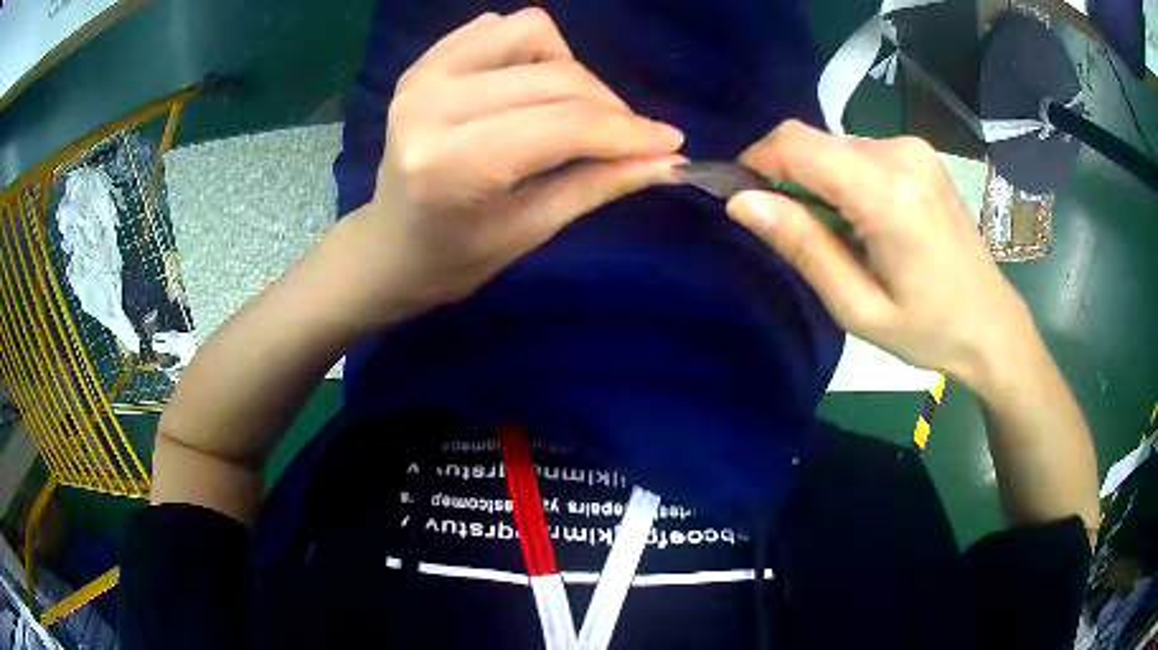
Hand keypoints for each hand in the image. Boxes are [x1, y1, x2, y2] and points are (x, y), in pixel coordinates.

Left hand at [344, 9, 683, 324]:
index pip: (564, 124)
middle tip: (624, 138)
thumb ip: (600, 183)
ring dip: (568, 67)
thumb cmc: (457, 257)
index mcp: (453, 164)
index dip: (627, 130)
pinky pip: (498, 27)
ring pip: (531, 31)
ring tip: (566, 110)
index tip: (670, 141)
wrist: (391, 246)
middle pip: (556, 76)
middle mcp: (432, 104)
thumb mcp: (533, 229)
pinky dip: (531, 49)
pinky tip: (529, 86)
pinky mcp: (423, 63)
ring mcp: (423, 76)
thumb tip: (667, 157)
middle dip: (608, 106)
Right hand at [727, 121, 1035, 390]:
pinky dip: (845, 179)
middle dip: (790, 178)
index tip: (743, 196)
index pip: (798, 144)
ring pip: (836, 147)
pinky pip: (861, 153)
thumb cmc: (929, 330)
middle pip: (815, 142)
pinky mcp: (920, 153)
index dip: (757, 160)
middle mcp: (901, 153)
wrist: (992, 324)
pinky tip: (865, 221)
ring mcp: (914, 148)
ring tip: (841, 236)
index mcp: (889, 193)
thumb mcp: (858, 307)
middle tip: (796, 233)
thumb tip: (740, 201)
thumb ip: (803, 246)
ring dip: (820, 182)